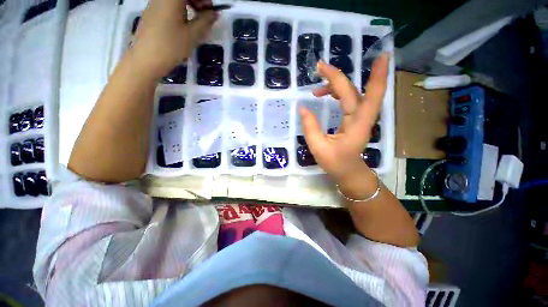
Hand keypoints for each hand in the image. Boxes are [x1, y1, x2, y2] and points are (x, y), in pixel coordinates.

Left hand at [130, 0, 216, 77]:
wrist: (146, 60)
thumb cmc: (171, 46)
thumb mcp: (192, 35)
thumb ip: (205, 21)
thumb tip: (215, 13)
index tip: (210, 10)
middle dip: (196, 1)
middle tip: (204, 16)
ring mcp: (153, 5)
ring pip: (174, 0)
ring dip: (188, 6)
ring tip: (194, 23)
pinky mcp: (151, 14)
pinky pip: (167, 6)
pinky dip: (179, 11)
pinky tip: (182, 27)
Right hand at [300, 54, 388, 183]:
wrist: (348, 171)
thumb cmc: (336, 162)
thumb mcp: (319, 147)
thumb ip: (310, 127)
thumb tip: (302, 108)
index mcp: (357, 123)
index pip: (367, 94)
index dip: (376, 74)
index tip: (381, 55)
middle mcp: (362, 116)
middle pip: (354, 90)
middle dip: (337, 76)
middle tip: (319, 67)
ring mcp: (359, 116)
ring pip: (351, 92)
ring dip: (335, 85)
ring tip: (315, 89)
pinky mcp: (354, 118)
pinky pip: (348, 99)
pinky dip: (336, 93)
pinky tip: (324, 94)